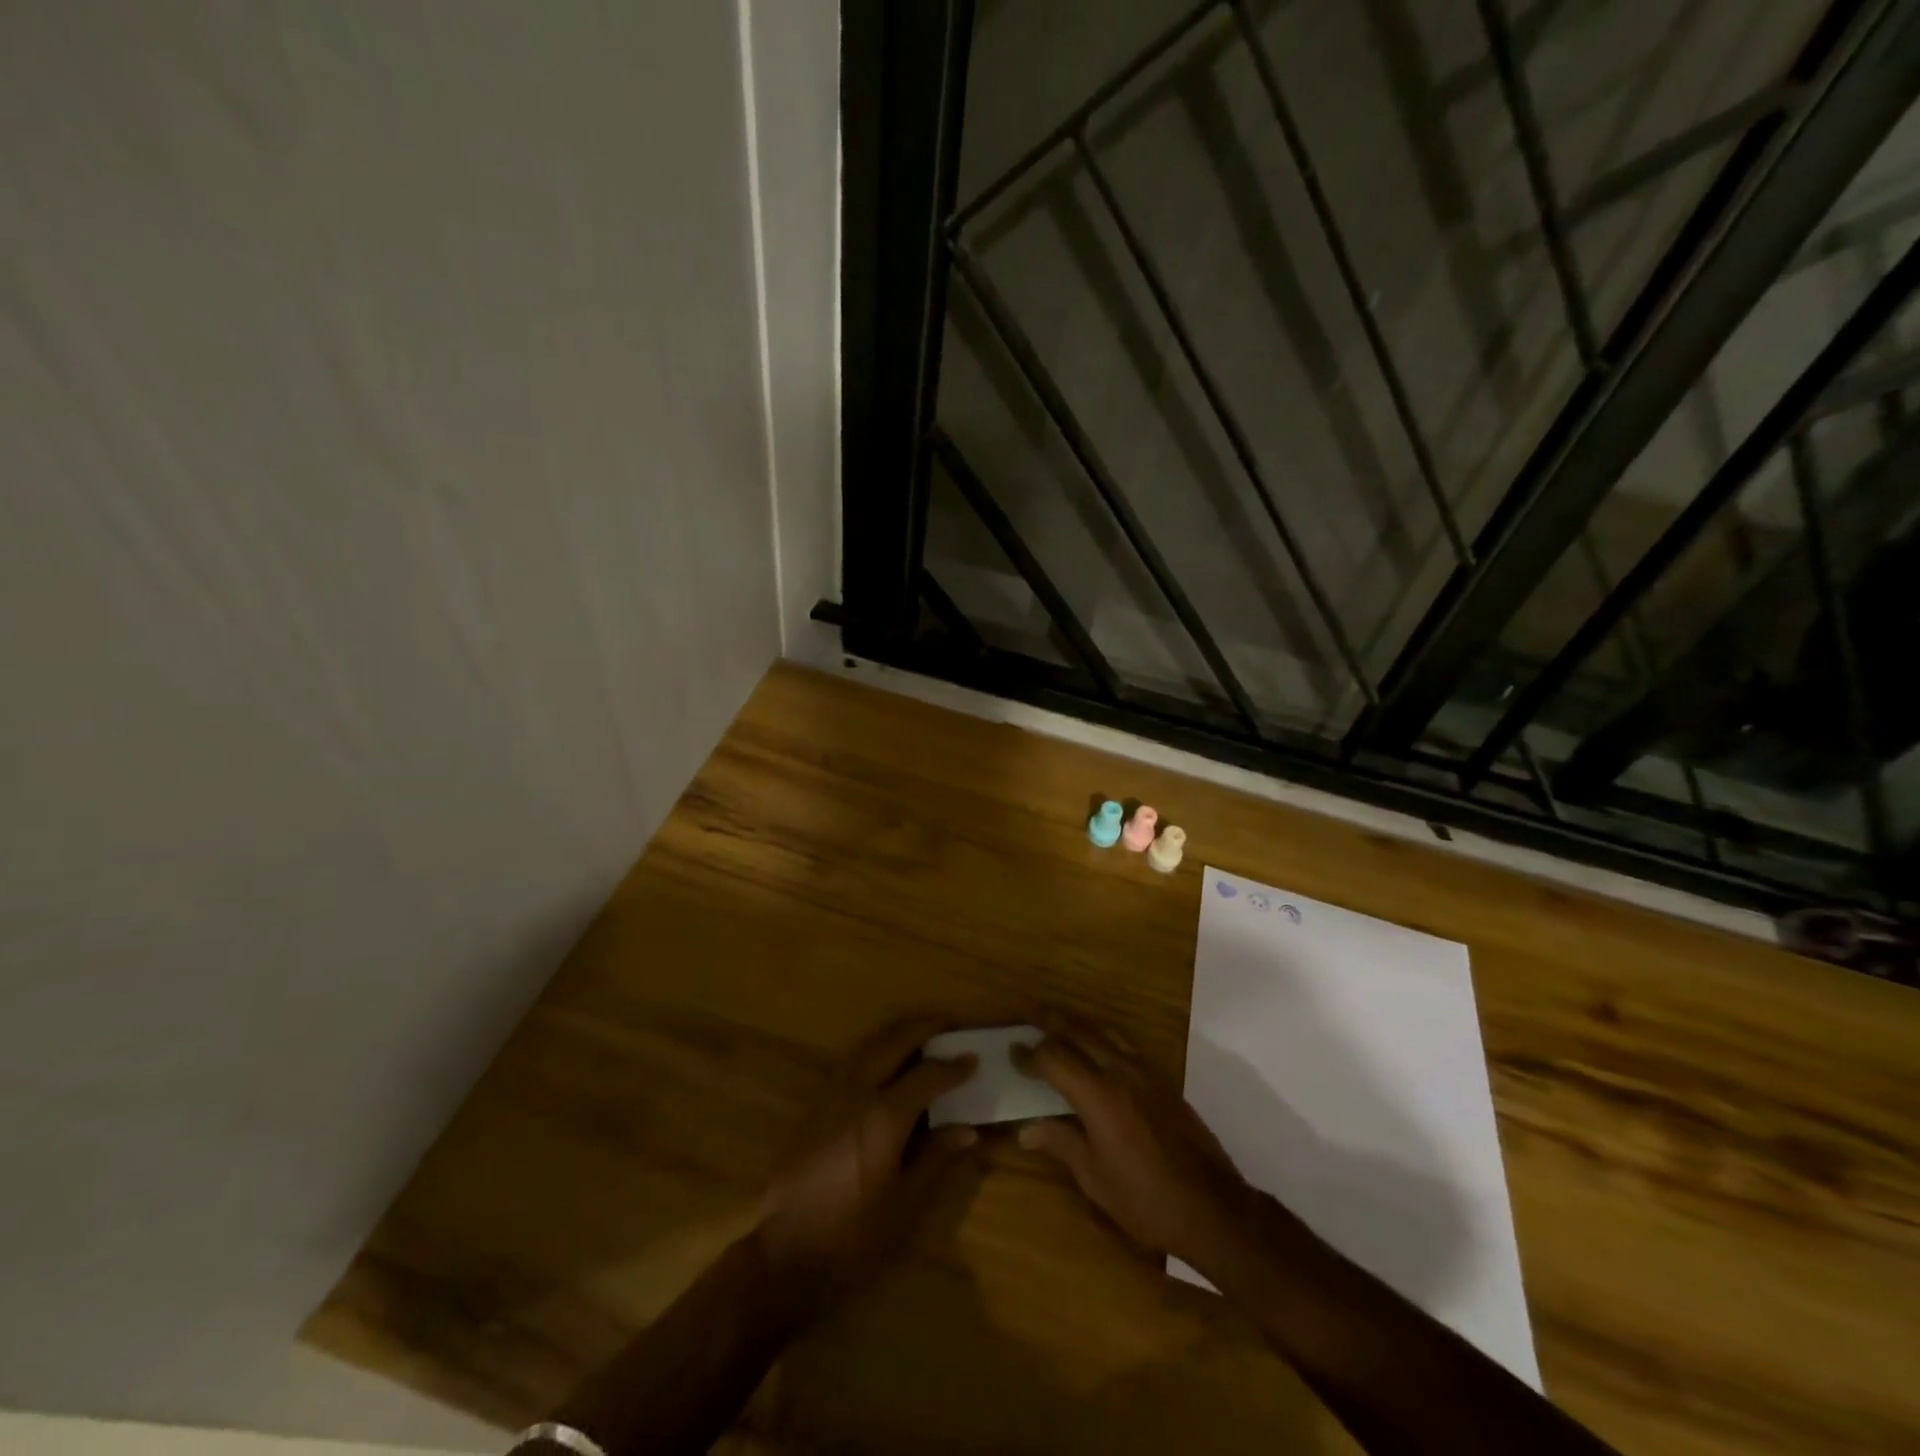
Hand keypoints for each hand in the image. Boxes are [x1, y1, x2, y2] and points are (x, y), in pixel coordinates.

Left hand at [755, 1016, 978, 1299]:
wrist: (785, 1250)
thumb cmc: (852, 1235)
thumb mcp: (903, 1204)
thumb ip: (935, 1158)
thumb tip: (968, 1129)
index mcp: (884, 1116)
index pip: (927, 1076)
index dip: (953, 1067)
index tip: (973, 1058)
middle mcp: (858, 1092)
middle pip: (895, 1041)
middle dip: (924, 1029)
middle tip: (950, 1027)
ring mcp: (833, 1093)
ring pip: (870, 1043)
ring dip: (898, 1032)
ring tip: (922, 1034)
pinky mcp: (817, 1102)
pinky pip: (853, 1058)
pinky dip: (877, 1047)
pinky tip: (886, 1060)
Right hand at [1013, 1016, 1251, 1264]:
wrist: (1211, 1207)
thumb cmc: (1145, 1200)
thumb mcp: (1095, 1179)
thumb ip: (1060, 1143)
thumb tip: (1025, 1130)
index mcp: (1098, 1095)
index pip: (1054, 1059)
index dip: (1030, 1054)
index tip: (1012, 1051)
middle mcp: (1120, 1072)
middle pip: (1079, 1032)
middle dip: (1050, 1021)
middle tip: (1028, 1014)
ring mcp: (1146, 1072)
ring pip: (1105, 1031)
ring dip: (1078, 1022)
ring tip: (1059, 1021)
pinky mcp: (1163, 1080)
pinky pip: (1126, 1043)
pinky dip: (1103, 1035)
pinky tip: (1098, 1044)